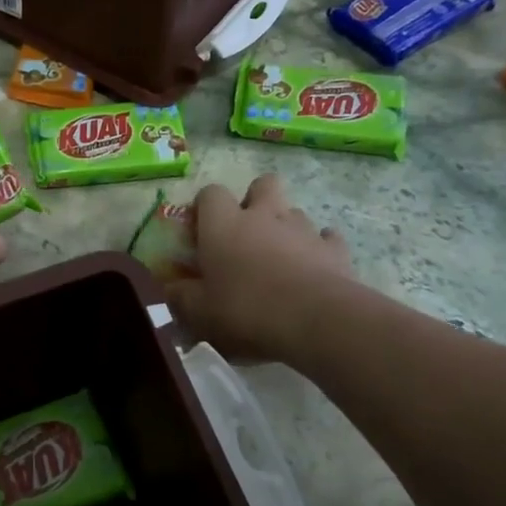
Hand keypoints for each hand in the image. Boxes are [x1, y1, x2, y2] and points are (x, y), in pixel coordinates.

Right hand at [166, 175, 355, 363]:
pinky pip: (326, 238)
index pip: (210, 194)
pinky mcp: (335, 249)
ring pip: (294, 212)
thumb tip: (170, 288)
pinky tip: (313, 269)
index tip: (200, 229)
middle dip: (255, 200)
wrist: (315, 321)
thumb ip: (181, 296)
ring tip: (279, 260)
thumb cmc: (246, 311)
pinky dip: (318, 249)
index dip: (205, 207)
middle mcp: (264, 216)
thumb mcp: (199, 312)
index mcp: (224, 225)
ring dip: (285, 228)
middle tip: (246, 233)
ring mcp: (303, 229)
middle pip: (262, 185)